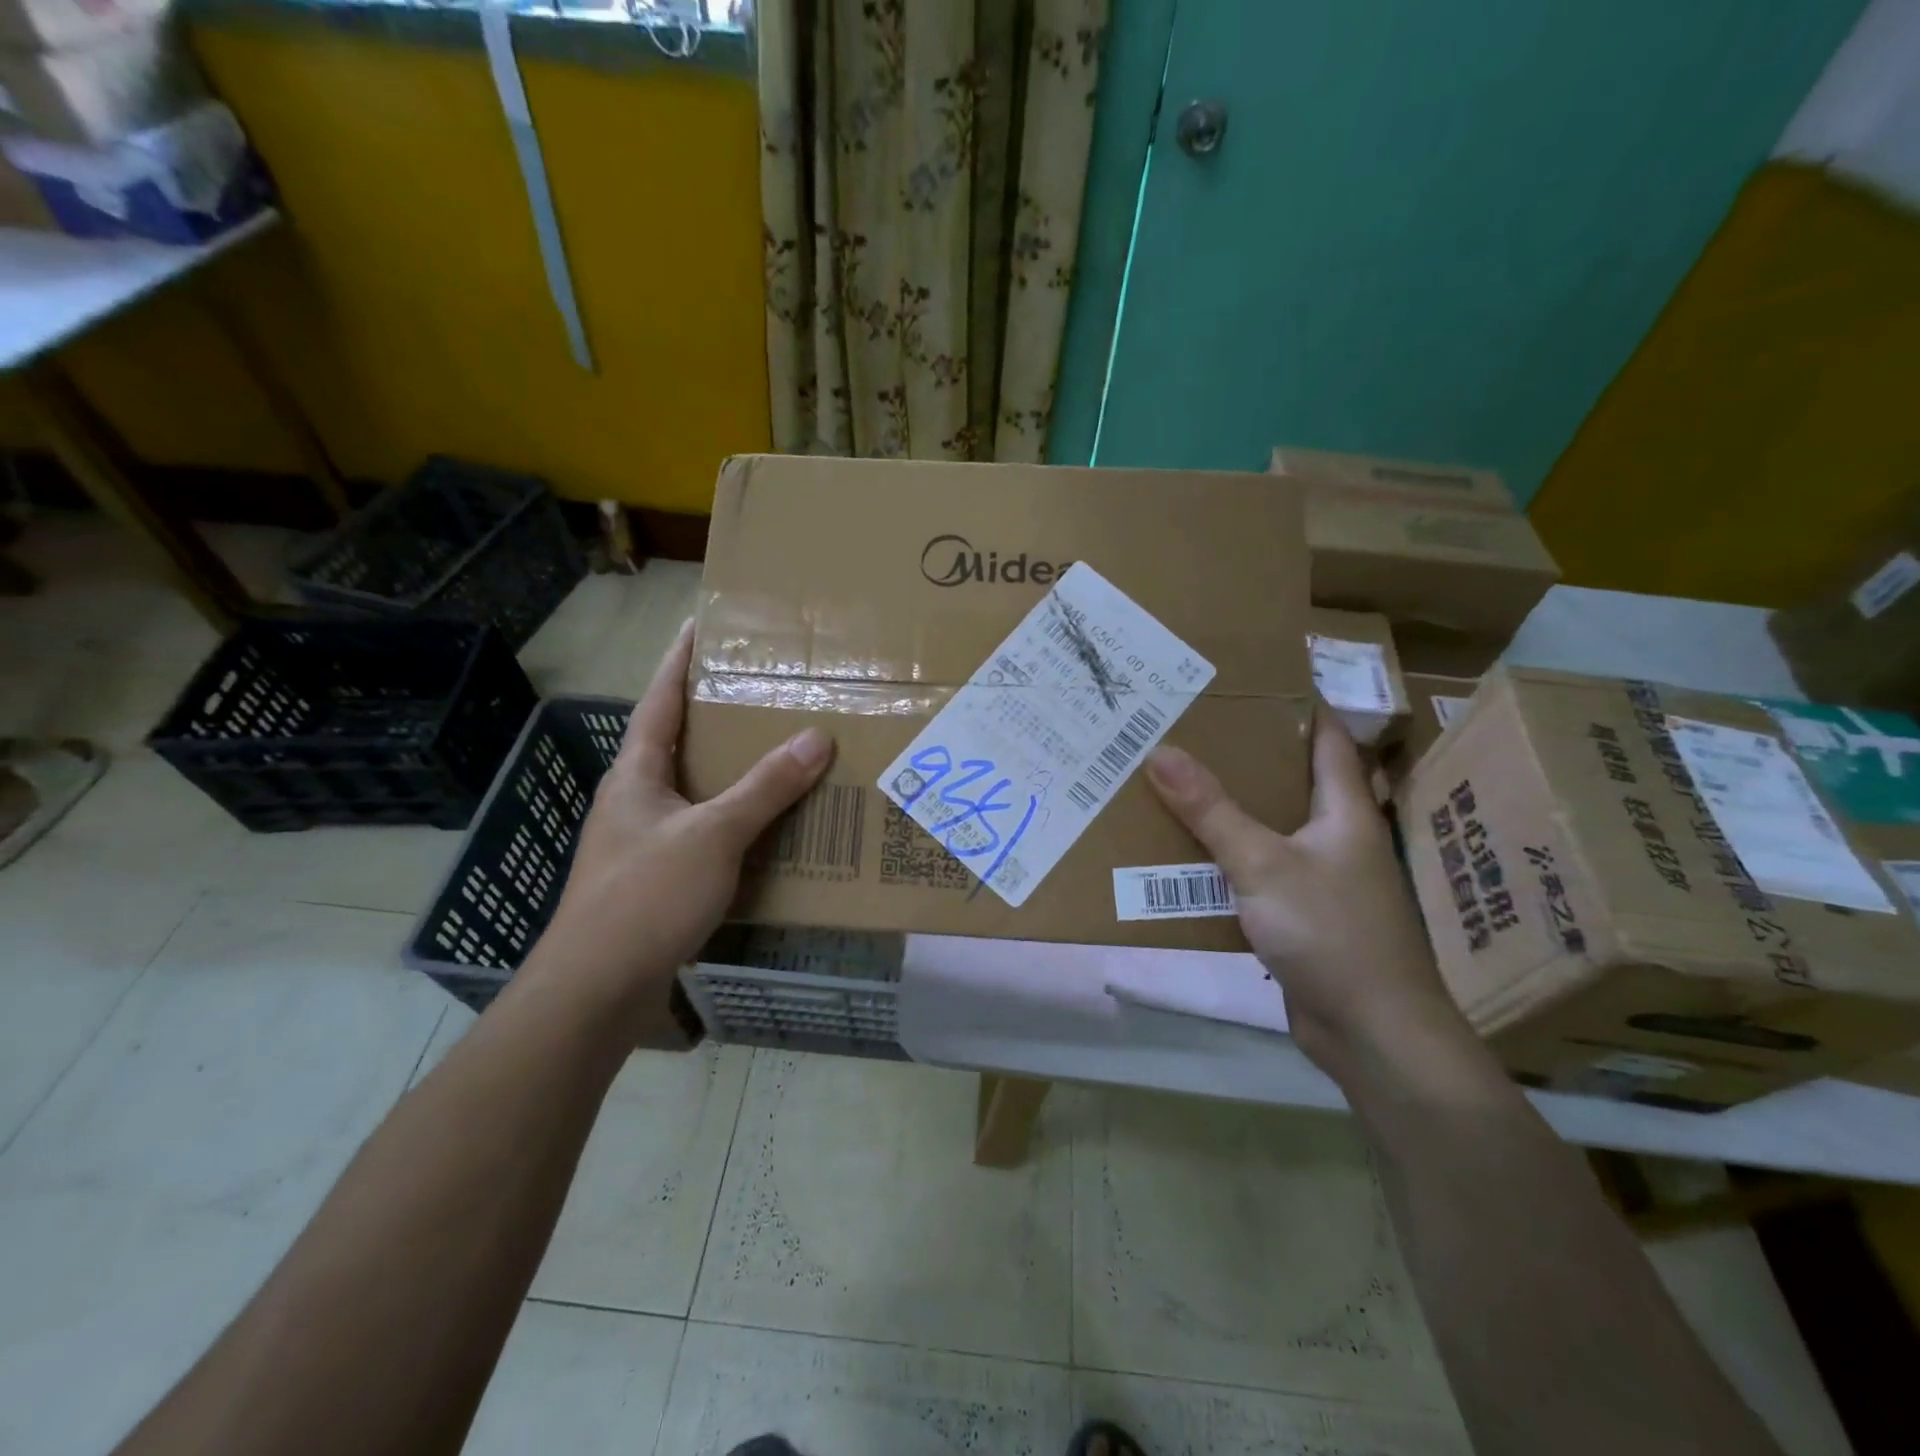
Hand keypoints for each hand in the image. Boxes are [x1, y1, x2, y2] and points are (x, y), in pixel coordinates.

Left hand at [529, 620, 833, 1020]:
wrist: (595, 989)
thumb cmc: (645, 897)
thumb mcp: (713, 835)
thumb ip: (765, 787)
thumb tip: (816, 736)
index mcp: (636, 773)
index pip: (659, 700)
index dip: (680, 660)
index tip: (703, 624)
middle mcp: (634, 798)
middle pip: (678, 741)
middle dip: (716, 713)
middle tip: (763, 689)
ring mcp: (641, 839)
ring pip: (693, 788)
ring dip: (729, 769)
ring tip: (776, 750)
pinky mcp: (655, 876)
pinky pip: (702, 829)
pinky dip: (733, 817)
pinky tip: (766, 826)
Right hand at [1144, 711, 1467, 1072]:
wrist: (1374, 1034)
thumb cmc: (1331, 932)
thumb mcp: (1262, 862)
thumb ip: (1211, 809)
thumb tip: (1160, 752)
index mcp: (1345, 811)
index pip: (1327, 739)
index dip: (1297, 706)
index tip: (1249, 682)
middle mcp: (1337, 838)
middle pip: (1291, 782)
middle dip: (1245, 757)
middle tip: (1191, 731)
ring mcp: (1321, 880)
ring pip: (1270, 830)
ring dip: (1231, 811)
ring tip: (1177, 783)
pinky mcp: (1302, 918)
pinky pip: (1258, 874)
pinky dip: (1227, 860)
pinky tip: (1188, 855)